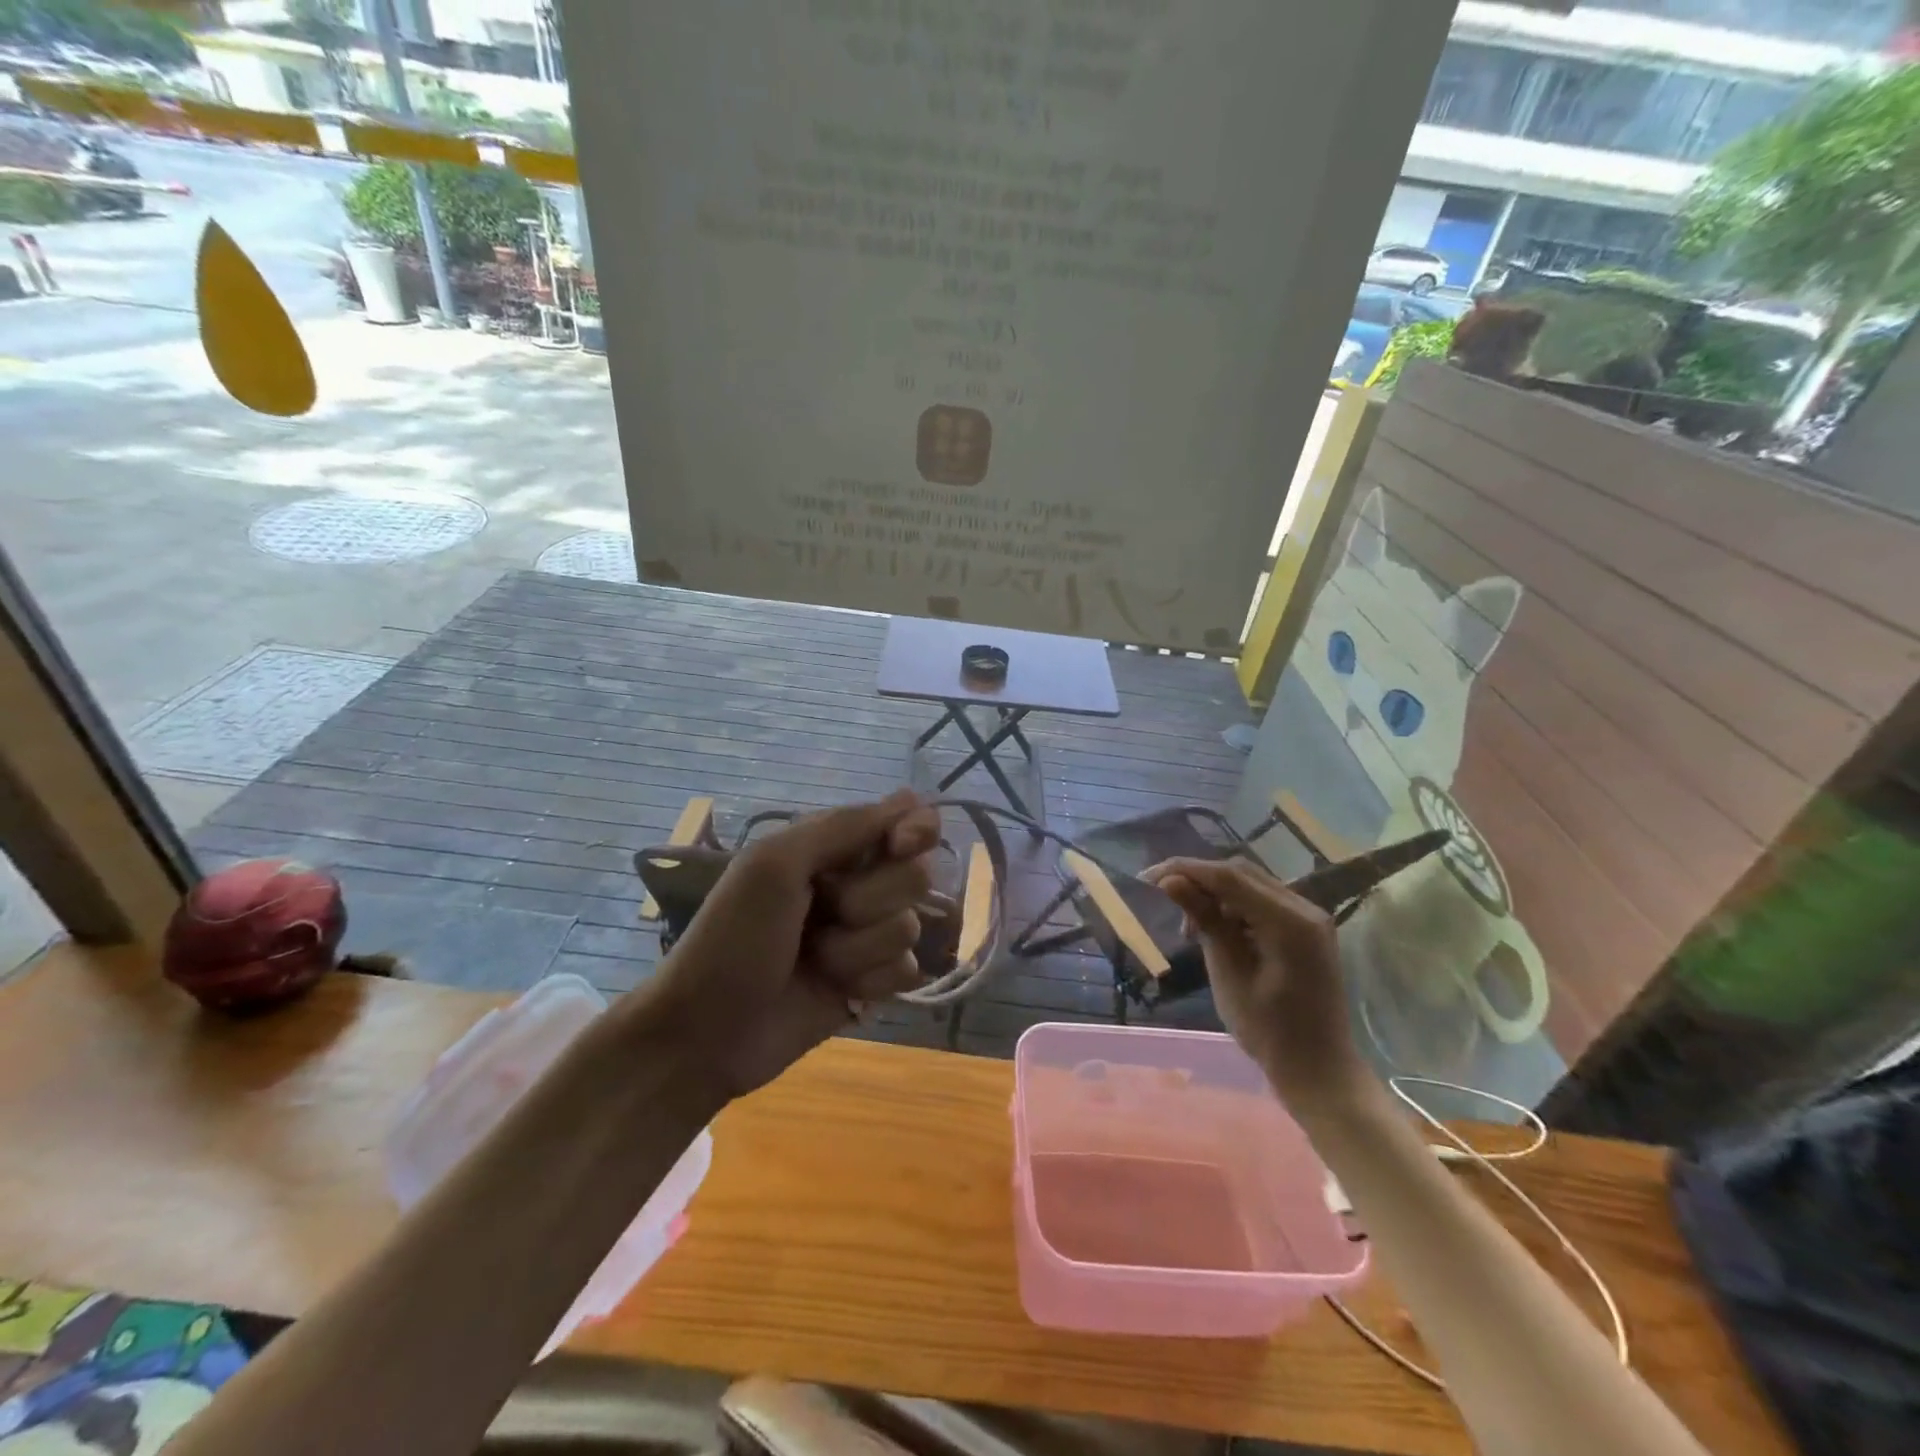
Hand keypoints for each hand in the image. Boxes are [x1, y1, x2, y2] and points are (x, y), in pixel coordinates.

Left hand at [636, 790, 941, 1103]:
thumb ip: (843, 828)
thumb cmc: (733, 937)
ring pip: (910, 926)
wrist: (707, 1032)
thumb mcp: (775, 865)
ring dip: (861, 947)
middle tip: (824, 911)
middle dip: (871, 899)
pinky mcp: (872, 982)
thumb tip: (911, 798)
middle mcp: (857, 883)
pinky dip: (873, 980)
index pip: (906, 820)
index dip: (915, 831)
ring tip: (817, 959)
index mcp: (832, 846)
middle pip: (916, 874)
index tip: (901, 845)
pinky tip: (840, 990)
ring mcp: (866, 935)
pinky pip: (907, 970)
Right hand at [1143, 857, 1370, 1112]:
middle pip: (1241, 873)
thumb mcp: (1230, 974)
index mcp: (1290, 921)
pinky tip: (1214, 929)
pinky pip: (1262, 903)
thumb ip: (1205, 921)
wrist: (1320, 1072)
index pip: (1229, 877)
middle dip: (1198, 878)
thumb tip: (1170, 881)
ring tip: (1187, 923)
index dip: (1186, 871)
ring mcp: (1309, 918)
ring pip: (1250, 885)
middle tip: (1160, 894)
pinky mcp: (1305, 930)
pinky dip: (1233, 907)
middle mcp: (1304, 908)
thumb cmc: (1270, 1032)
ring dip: (1214, 894)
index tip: (1147, 877)